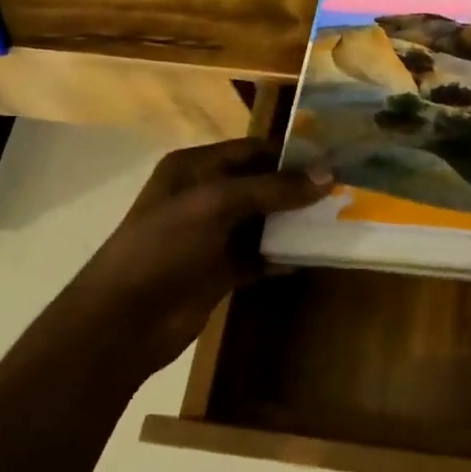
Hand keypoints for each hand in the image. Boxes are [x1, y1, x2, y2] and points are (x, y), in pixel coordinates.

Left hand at [72, 138, 331, 375]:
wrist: (124, 321)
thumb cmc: (164, 247)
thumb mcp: (216, 205)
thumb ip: (272, 188)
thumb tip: (328, 175)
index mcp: (194, 168)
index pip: (251, 150)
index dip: (291, 153)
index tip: (334, 158)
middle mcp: (204, 196)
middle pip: (261, 184)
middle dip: (298, 188)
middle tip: (346, 189)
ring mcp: (212, 235)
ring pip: (263, 221)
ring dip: (295, 222)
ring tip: (339, 219)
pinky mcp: (220, 270)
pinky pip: (260, 256)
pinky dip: (283, 256)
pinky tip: (313, 255)